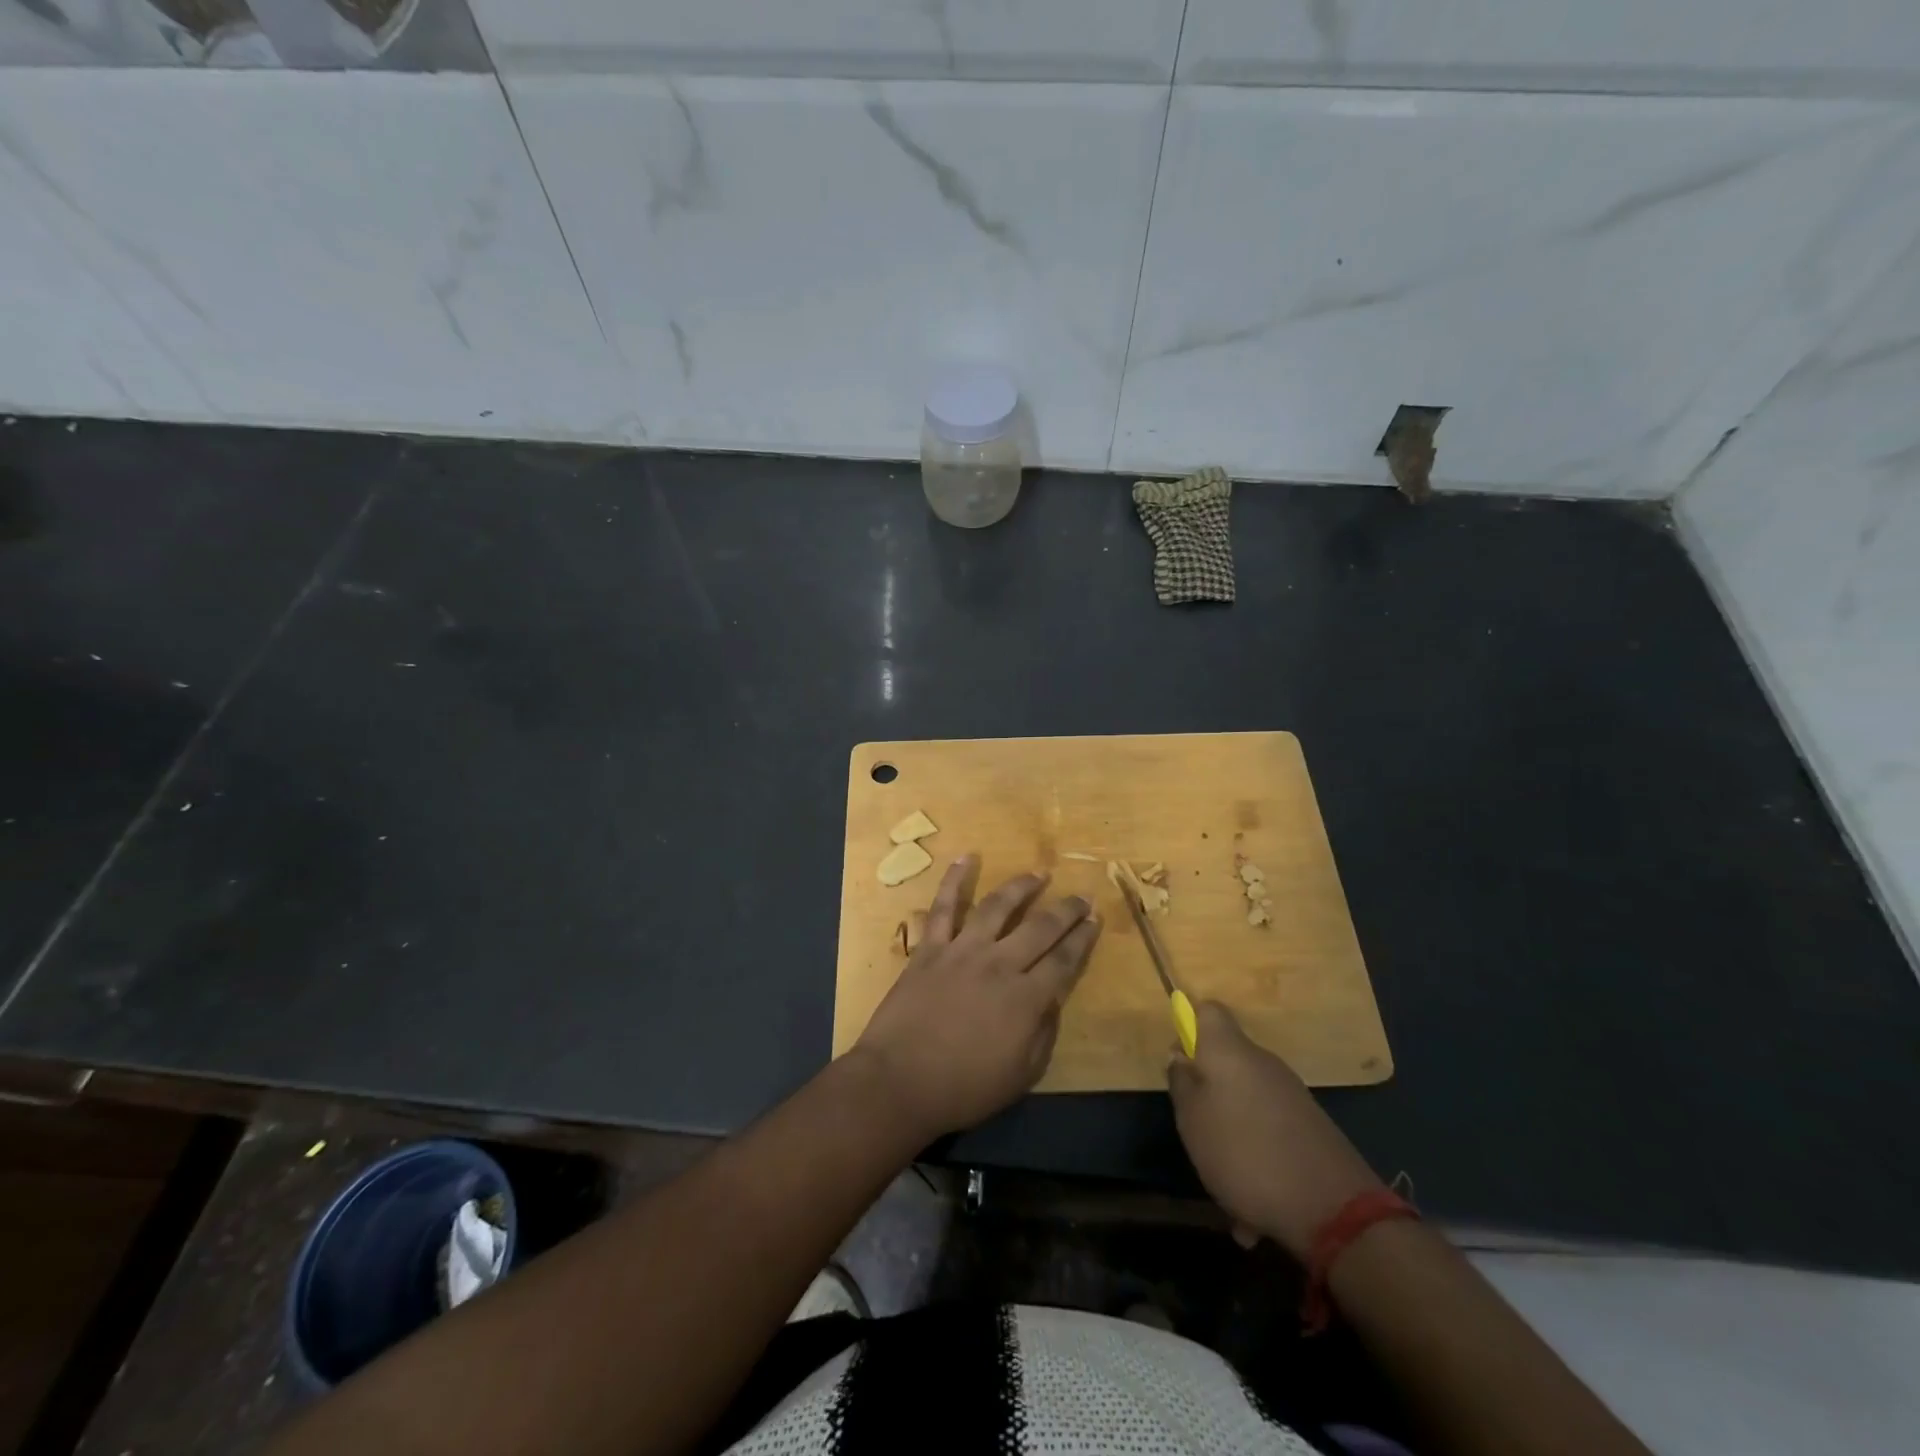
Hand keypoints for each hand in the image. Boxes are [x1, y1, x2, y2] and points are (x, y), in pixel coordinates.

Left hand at [854, 856, 1099, 1139]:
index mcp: (1026, 999)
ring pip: (998, 907)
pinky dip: (954, 880)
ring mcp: (963, 951)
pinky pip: (944, 907)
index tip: (1095, 919)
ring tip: (1038, 873)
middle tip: (1081, 895)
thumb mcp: (1022, 1076)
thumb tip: (1050, 1001)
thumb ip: (1042, 1033)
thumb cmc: (964, 1088)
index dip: (1084, 938)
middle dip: (1066, 909)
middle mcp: (1000, 964)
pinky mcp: (930, 948)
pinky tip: (966, 857)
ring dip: (1021, 886)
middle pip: (1040, 927)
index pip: (1065, 960)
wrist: (900, 1082)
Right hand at [1168, 1001, 1383, 1258]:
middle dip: (1207, 1094)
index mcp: (1230, 1051)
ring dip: (1230, 1136)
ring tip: (1223, 1187)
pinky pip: (1269, 1133)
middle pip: (1225, 1062)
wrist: (1333, 1210)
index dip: (1190, 1026)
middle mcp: (1262, 1063)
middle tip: (1194, 1130)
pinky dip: (1256, 1161)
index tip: (1180, 1061)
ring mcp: (1290, 1095)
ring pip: (1245, 1105)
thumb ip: (1181, 1082)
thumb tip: (1181, 1056)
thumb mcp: (1192, 1120)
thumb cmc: (1244, 1153)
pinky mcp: (1310, 1128)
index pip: (1208, 1011)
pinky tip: (1252, 1213)